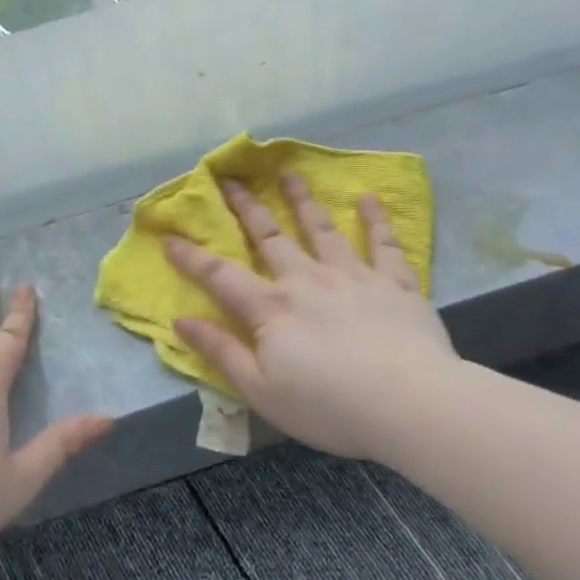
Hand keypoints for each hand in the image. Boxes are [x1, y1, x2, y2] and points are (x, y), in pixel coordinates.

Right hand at [165, 174, 458, 461]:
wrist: (410, 403)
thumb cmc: (329, 406)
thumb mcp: (260, 390)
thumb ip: (220, 351)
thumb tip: (180, 319)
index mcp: (272, 308)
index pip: (221, 275)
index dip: (191, 256)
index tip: (169, 236)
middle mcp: (307, 279)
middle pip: (270, 236)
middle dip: (247, 207)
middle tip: (231, 179)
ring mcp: (353, 276)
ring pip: (322, 228)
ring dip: (303, 199)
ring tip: (290, 173)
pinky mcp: (394, 283)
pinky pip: (384, 244)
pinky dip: (375, 219)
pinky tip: (369, 198)